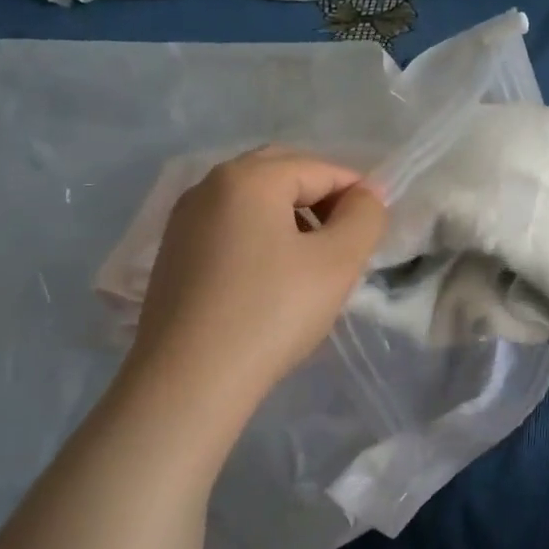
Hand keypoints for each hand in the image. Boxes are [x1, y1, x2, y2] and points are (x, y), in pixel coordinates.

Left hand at [129, 147, 387, 404]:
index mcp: (248, 177)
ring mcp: (184, 220)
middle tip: (345, 240)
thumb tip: (367, 194)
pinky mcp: (173, 255)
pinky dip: (259, 237)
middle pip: (280, 174)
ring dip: (290, 217)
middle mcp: (208, 185)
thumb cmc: (271, 313)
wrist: (189, 380)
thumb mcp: (337, 263)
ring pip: (252, 201)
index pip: (319, 168)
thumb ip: (364, 218)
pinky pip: (228, 228)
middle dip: (320, 198)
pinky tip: (270, 278)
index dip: (356, 193)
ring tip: (312, 261)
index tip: (374, 230)